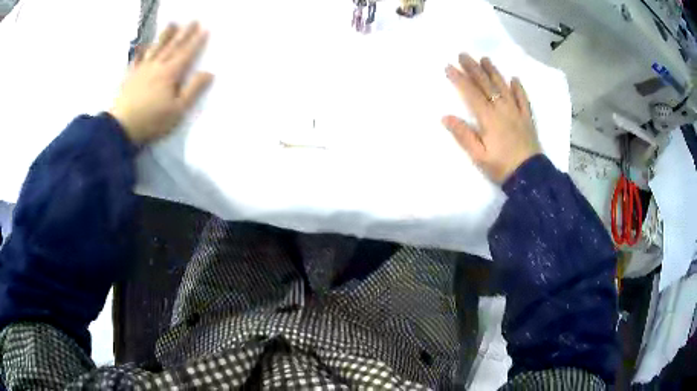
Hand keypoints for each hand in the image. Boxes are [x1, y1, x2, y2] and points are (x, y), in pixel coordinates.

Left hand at [110, 23, 213, 144]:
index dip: (196, 41)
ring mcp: (141, 70)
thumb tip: (209, 73)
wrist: (120, 128)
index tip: (205, 28)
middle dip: (184, 33)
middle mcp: (156, 66)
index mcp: (170, 73)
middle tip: (192, 20)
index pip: (186, 53)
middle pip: (172, 46)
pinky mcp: (129, 77)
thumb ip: (193, 90)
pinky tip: (143, 47)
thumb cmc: (151, 121)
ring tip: (172, 25)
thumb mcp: (177, 110)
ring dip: (165, 36)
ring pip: (155, 48)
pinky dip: (141, 51)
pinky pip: (137, 59)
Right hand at [442, 54, 540, 183]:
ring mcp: (516, 112)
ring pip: (503, 87)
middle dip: (473, 68)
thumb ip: (463, 135)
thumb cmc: (501, 167)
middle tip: (463, 55)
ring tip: (484, 59)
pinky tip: (514, 79)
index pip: (471, 93)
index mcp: (488, 118)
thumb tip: (446, 117)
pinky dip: (518, 88)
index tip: (449, 67)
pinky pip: (523, 99)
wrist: (530, 176)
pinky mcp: (527, 118)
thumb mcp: (478, 156)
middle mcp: (502, 109)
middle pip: (486, 84)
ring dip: (493, 71)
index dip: (459, 79)